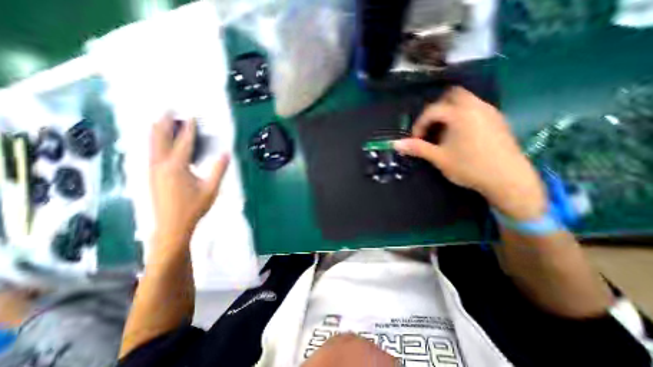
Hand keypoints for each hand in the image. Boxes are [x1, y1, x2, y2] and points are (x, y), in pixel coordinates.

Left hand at [150, 117, 228, 244]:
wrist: (172, 225)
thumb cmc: (194, 207)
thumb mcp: (211, 189)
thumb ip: (218, 170)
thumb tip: (226, 153)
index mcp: (176, 167)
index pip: (184, 143)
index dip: (188, 129)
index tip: (191, 117)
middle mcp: (160, 165)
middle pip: (160, 139)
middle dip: (164, 123)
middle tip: (167, 110)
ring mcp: (153, 170)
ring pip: (152, 145)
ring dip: (156, 131)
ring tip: (159, 120)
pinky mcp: (151, 176)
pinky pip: (151, 153)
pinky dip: (154, 142)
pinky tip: (157, 142)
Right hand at [395, 87, 546, 220]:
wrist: (508, 179)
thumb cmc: (469, 167)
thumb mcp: (439, 158)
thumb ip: (417, 148)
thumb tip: (395, 144)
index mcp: (460, 114)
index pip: (432, 110)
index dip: (420, 124)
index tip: (416, 139)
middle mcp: (476, 107)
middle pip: (452, 95)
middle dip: (436, 110)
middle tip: (430, 127)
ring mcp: (490, 112)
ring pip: (465, 100)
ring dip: (450, 112)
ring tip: (443, 132)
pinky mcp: (498, 120)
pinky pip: (476, 108)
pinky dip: (462, 115)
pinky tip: (460, 135)